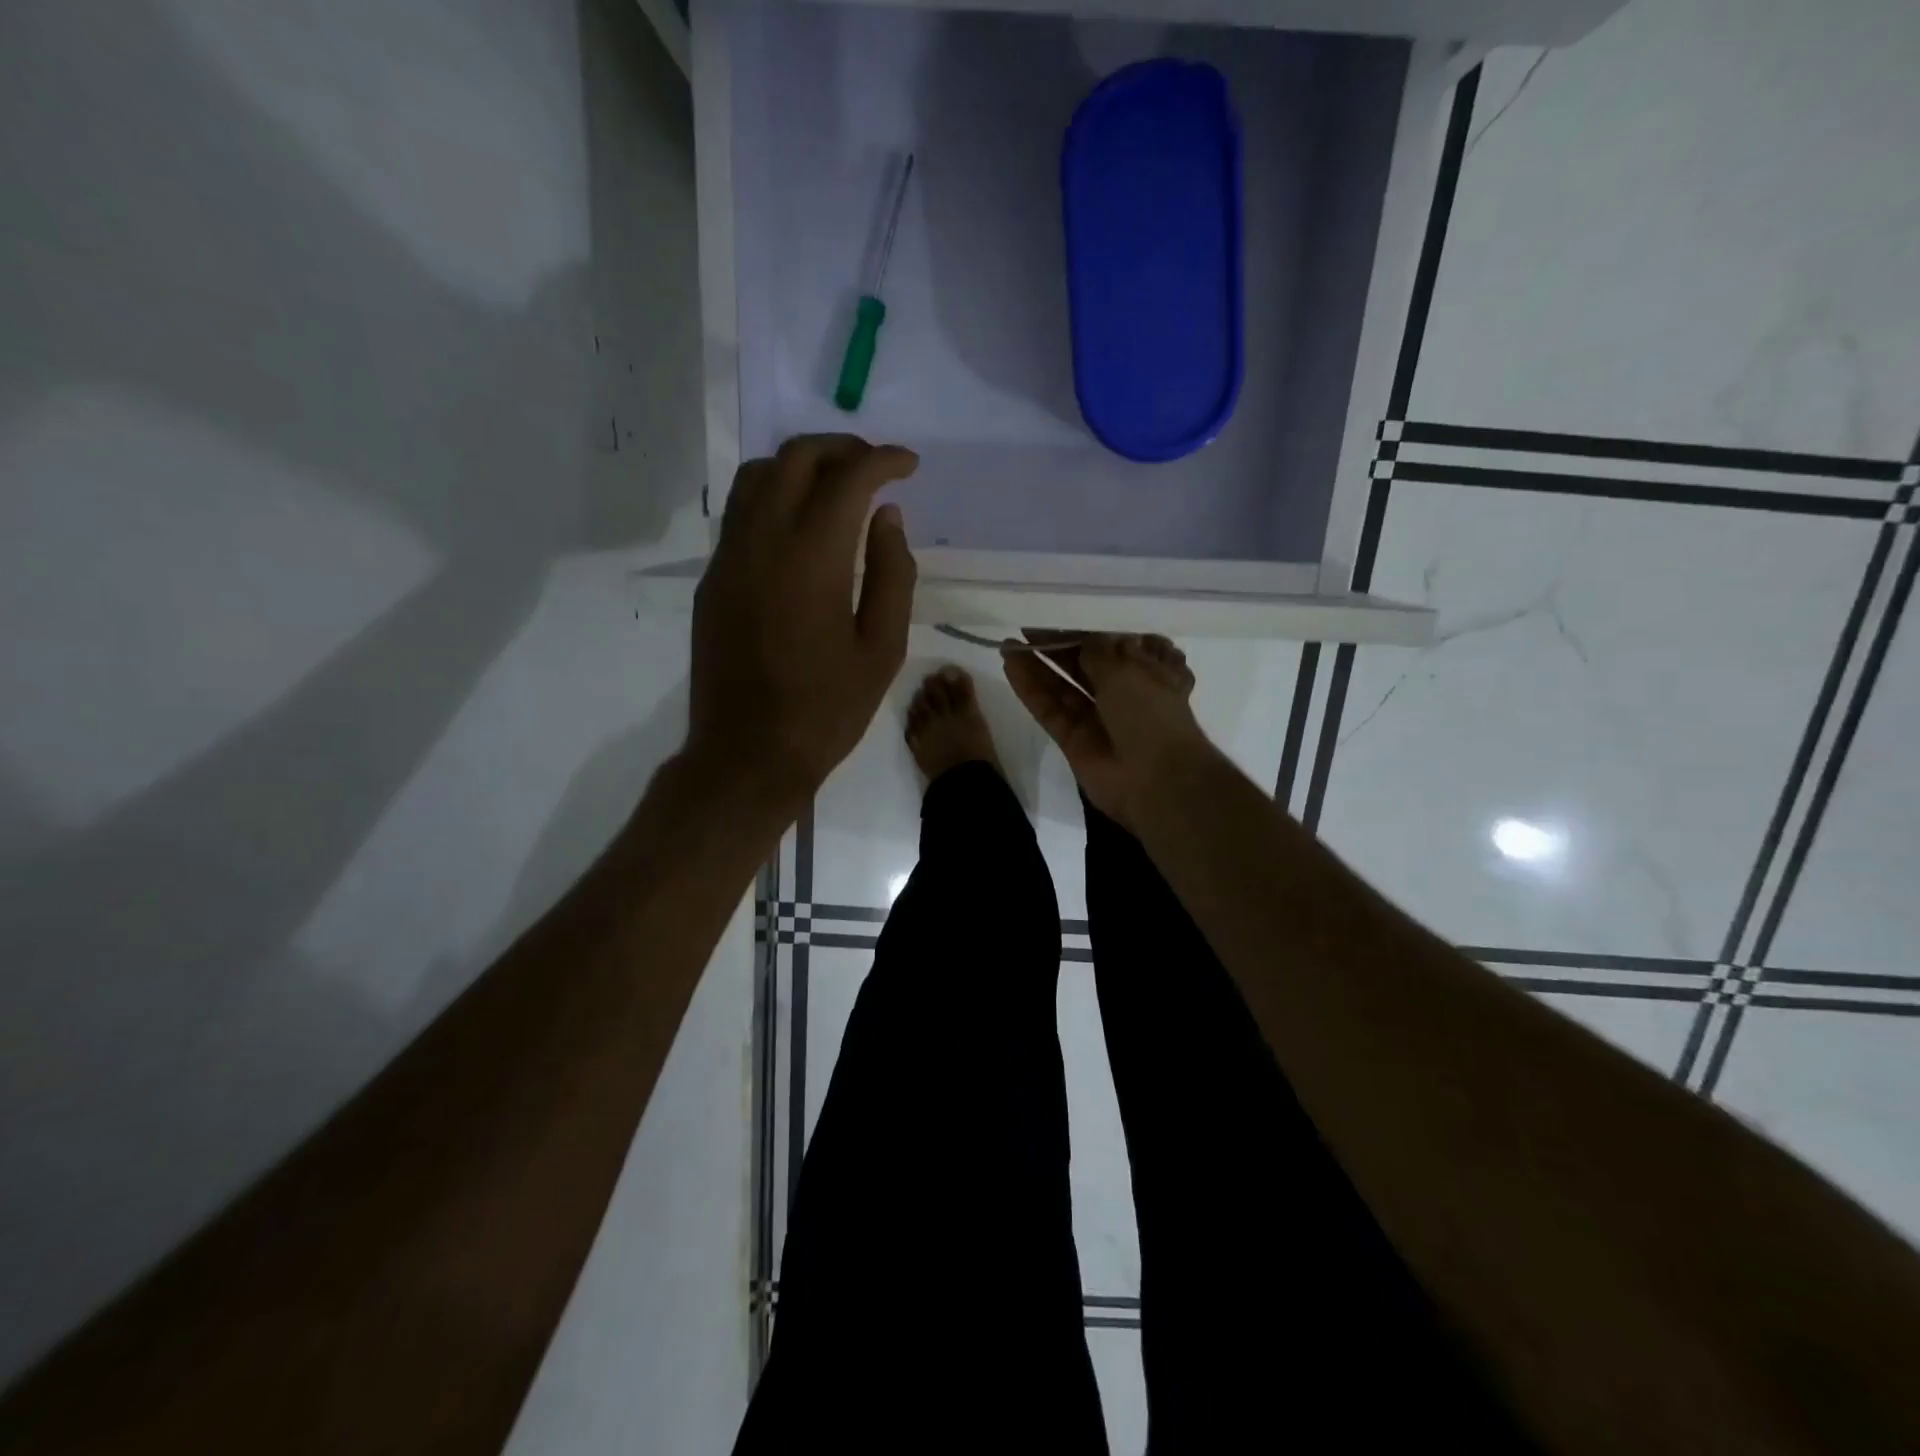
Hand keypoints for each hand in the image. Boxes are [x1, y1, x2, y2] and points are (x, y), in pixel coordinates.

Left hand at [689, 435, 918, 808]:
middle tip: (875, 467)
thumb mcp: (882, 649)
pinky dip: (774, 496)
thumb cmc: (827, 709)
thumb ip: (892, 574)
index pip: (848, 477)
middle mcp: (763, 541)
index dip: (883, 460)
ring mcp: (728, 557)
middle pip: (795, 458)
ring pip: (757, 476)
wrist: (748, 753)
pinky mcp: (712, 579)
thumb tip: (887, 517)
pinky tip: (801, 527)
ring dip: (800, 465)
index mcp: (812, 558)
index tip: (909, 465)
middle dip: (841, 449)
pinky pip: (741, 512)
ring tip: (836, 486)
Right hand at [1002, 633, 1207, 828]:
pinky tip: (1010, 666)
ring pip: (1064, 687)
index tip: (1058, 613)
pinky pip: (1050, 710)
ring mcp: (1097, 718)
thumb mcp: (1127, 669)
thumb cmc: (1150, 713)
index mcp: (1149, 671)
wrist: (1156, 780)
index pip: (1114, 644)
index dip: (1086, 629)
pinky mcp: (1074, 740)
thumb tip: (1083, 640)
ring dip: (1038, 666)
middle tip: (1026, 626)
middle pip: (1085, 665)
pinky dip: (1031, 690)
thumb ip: (1097, 650)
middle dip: (1057, 646)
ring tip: (1009, 644)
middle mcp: (1124, 693)